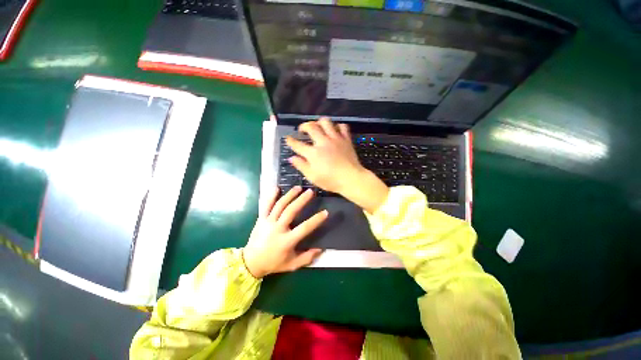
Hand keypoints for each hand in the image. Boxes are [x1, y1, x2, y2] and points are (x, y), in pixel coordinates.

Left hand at [243, 186, 326, 278]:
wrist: (250, 263)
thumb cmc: (274, 263)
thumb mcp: (292, 265)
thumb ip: (307, 258)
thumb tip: (321, 249)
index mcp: (286, 241)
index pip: (304, 228)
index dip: (316, 220)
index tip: (325, 212)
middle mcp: (277, 229)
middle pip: (291, 211)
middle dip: (301, 200)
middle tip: (310, 191)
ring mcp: (268, 222)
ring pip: (279, 205)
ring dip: (289, 195)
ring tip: (298, 187)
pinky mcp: (260, 219)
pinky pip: (266, 205)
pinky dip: (271, 196)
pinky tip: (277, 188)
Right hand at [286, 118, 388, 213]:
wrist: (351, 179)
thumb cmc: (331, 180)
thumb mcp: (313, 177)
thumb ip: (301, 166)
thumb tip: (292, 158)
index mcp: (313, 153)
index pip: (298, 144)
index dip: (290, 141)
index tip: (287, 138)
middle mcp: (323, 142)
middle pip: (311, 127)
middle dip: (303, 126)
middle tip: (302, 129)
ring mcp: (335, 139)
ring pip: (326, 122)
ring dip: (319, 122)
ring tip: (317, 127)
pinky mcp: (346, 139)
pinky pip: (342, 126)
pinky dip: (337, 126)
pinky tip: (334, 130)